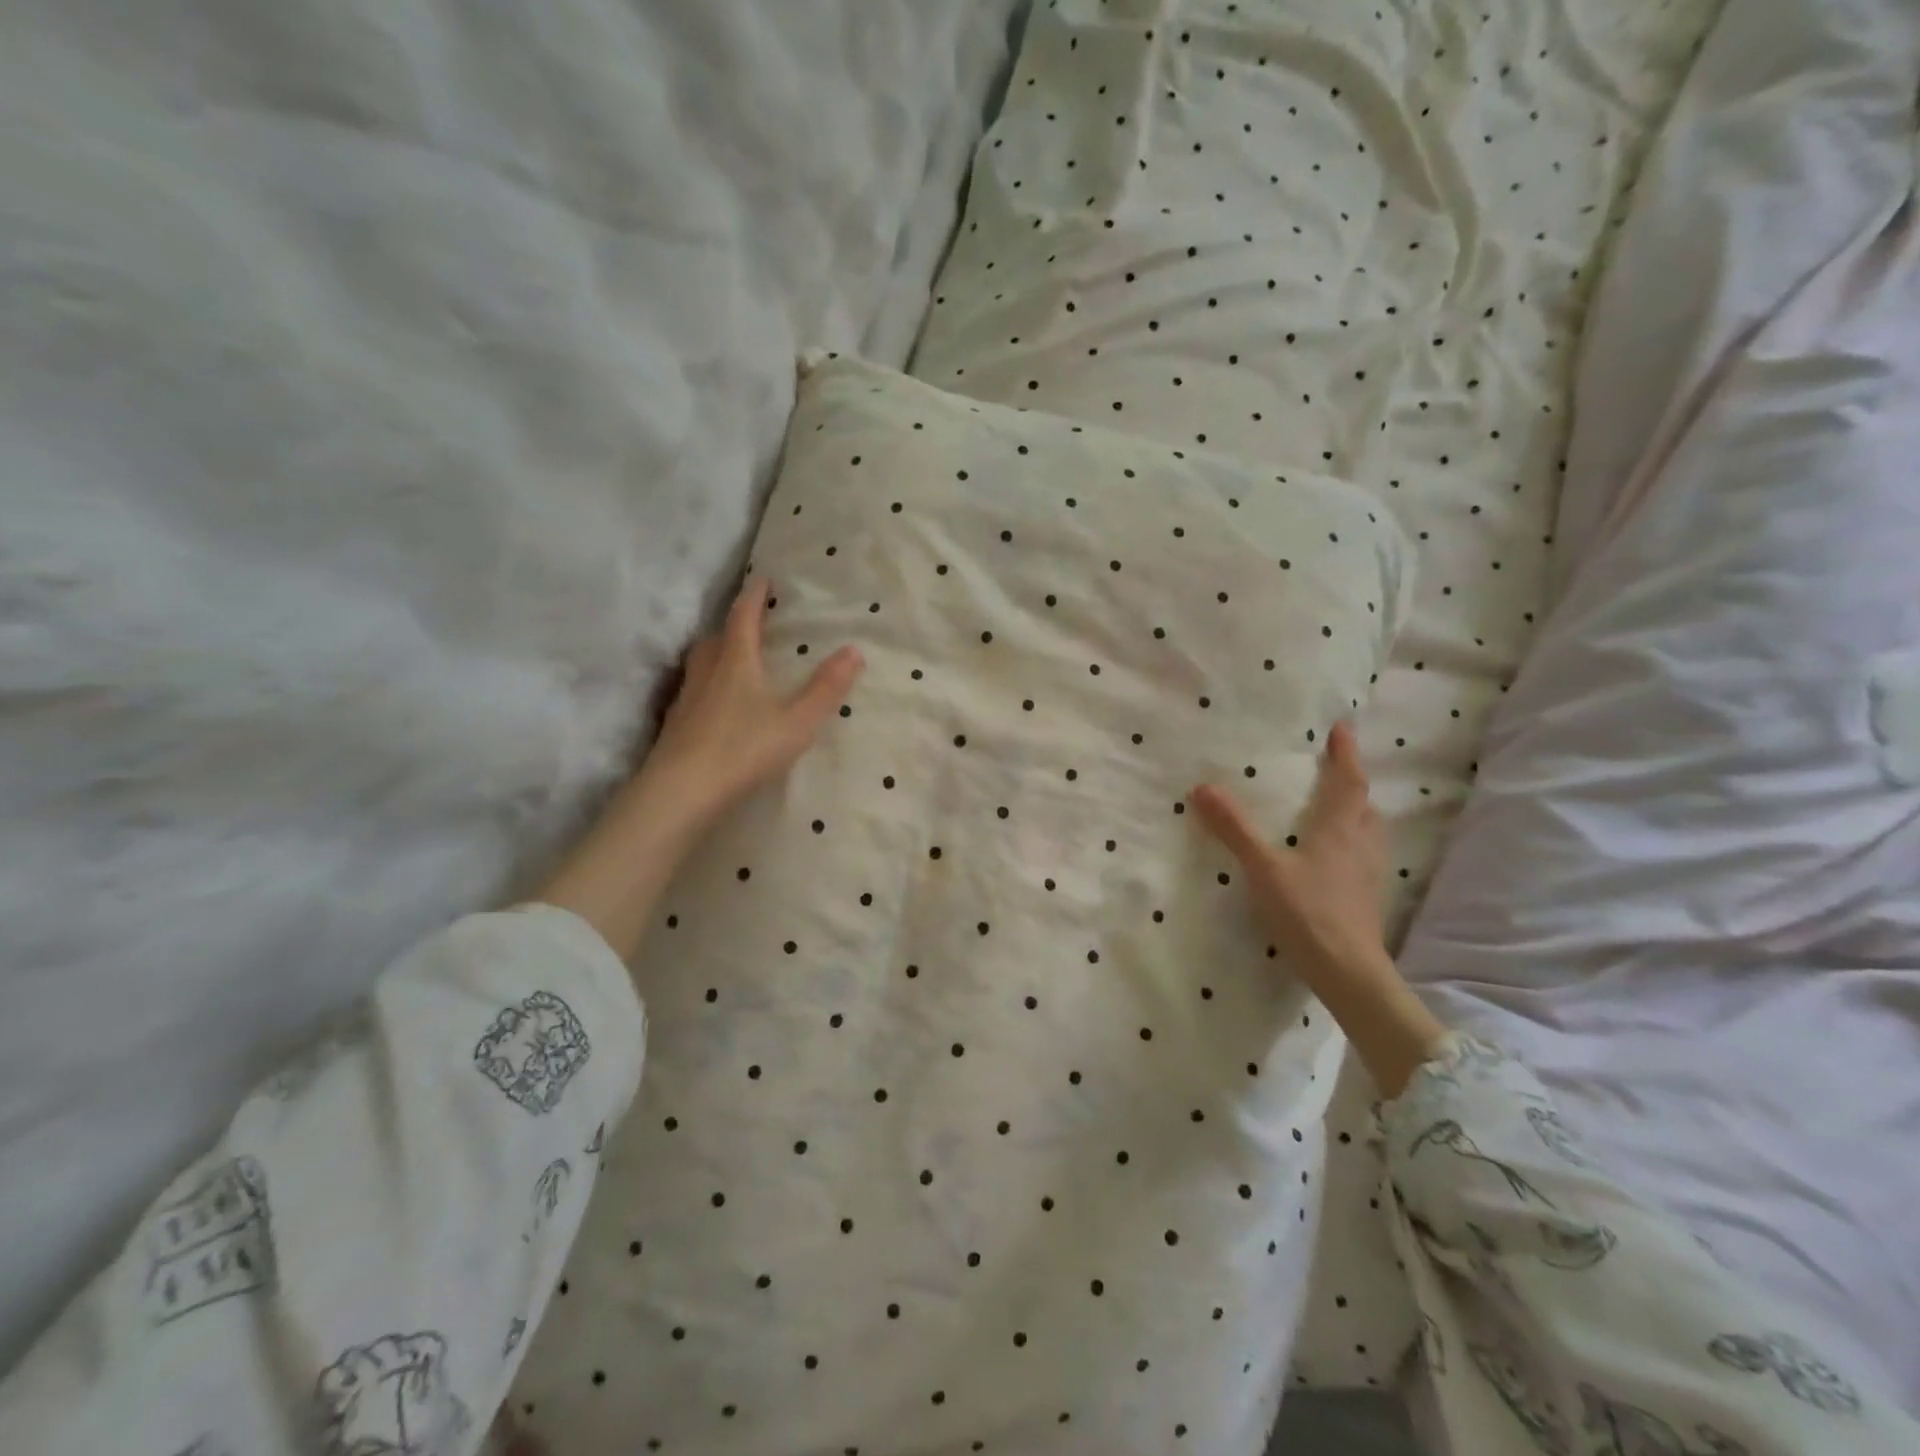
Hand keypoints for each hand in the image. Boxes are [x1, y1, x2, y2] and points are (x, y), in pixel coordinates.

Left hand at [642, 577, 864, 829]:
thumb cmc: (745, 749)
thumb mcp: (798, 721)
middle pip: (716, 638)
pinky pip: (692, 691)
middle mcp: (707, 672)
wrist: (683, 791)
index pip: (743, 618)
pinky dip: (705, 686)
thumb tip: (854, 650)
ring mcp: (686, 699)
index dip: (754, 596)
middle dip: (733, 625)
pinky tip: (714, 705)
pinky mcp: (675, 725)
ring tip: (731, 659)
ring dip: (716, 653)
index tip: (763, 579)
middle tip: (749, 622)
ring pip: (700, 664)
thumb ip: (826, 688)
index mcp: (736, 662)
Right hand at [1190, 721, 1444, 1096]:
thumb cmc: (1307, 912)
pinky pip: (1366, 855)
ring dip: (1357, 811)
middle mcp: (1361, 844)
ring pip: (1369, 831)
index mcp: (1338, 829)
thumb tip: (1202, 787)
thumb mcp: (1263, 867)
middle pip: (1364, 804)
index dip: (1346, 754)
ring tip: (1339, 807)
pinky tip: (1338, 856)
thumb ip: (1234, 828)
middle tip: (1338, 768)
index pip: (1347, 782)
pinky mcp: (1367, 897)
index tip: (1343, 729)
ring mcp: (1369, 873)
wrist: (1348, 971)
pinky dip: (1355, 841)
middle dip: (1352, 782)